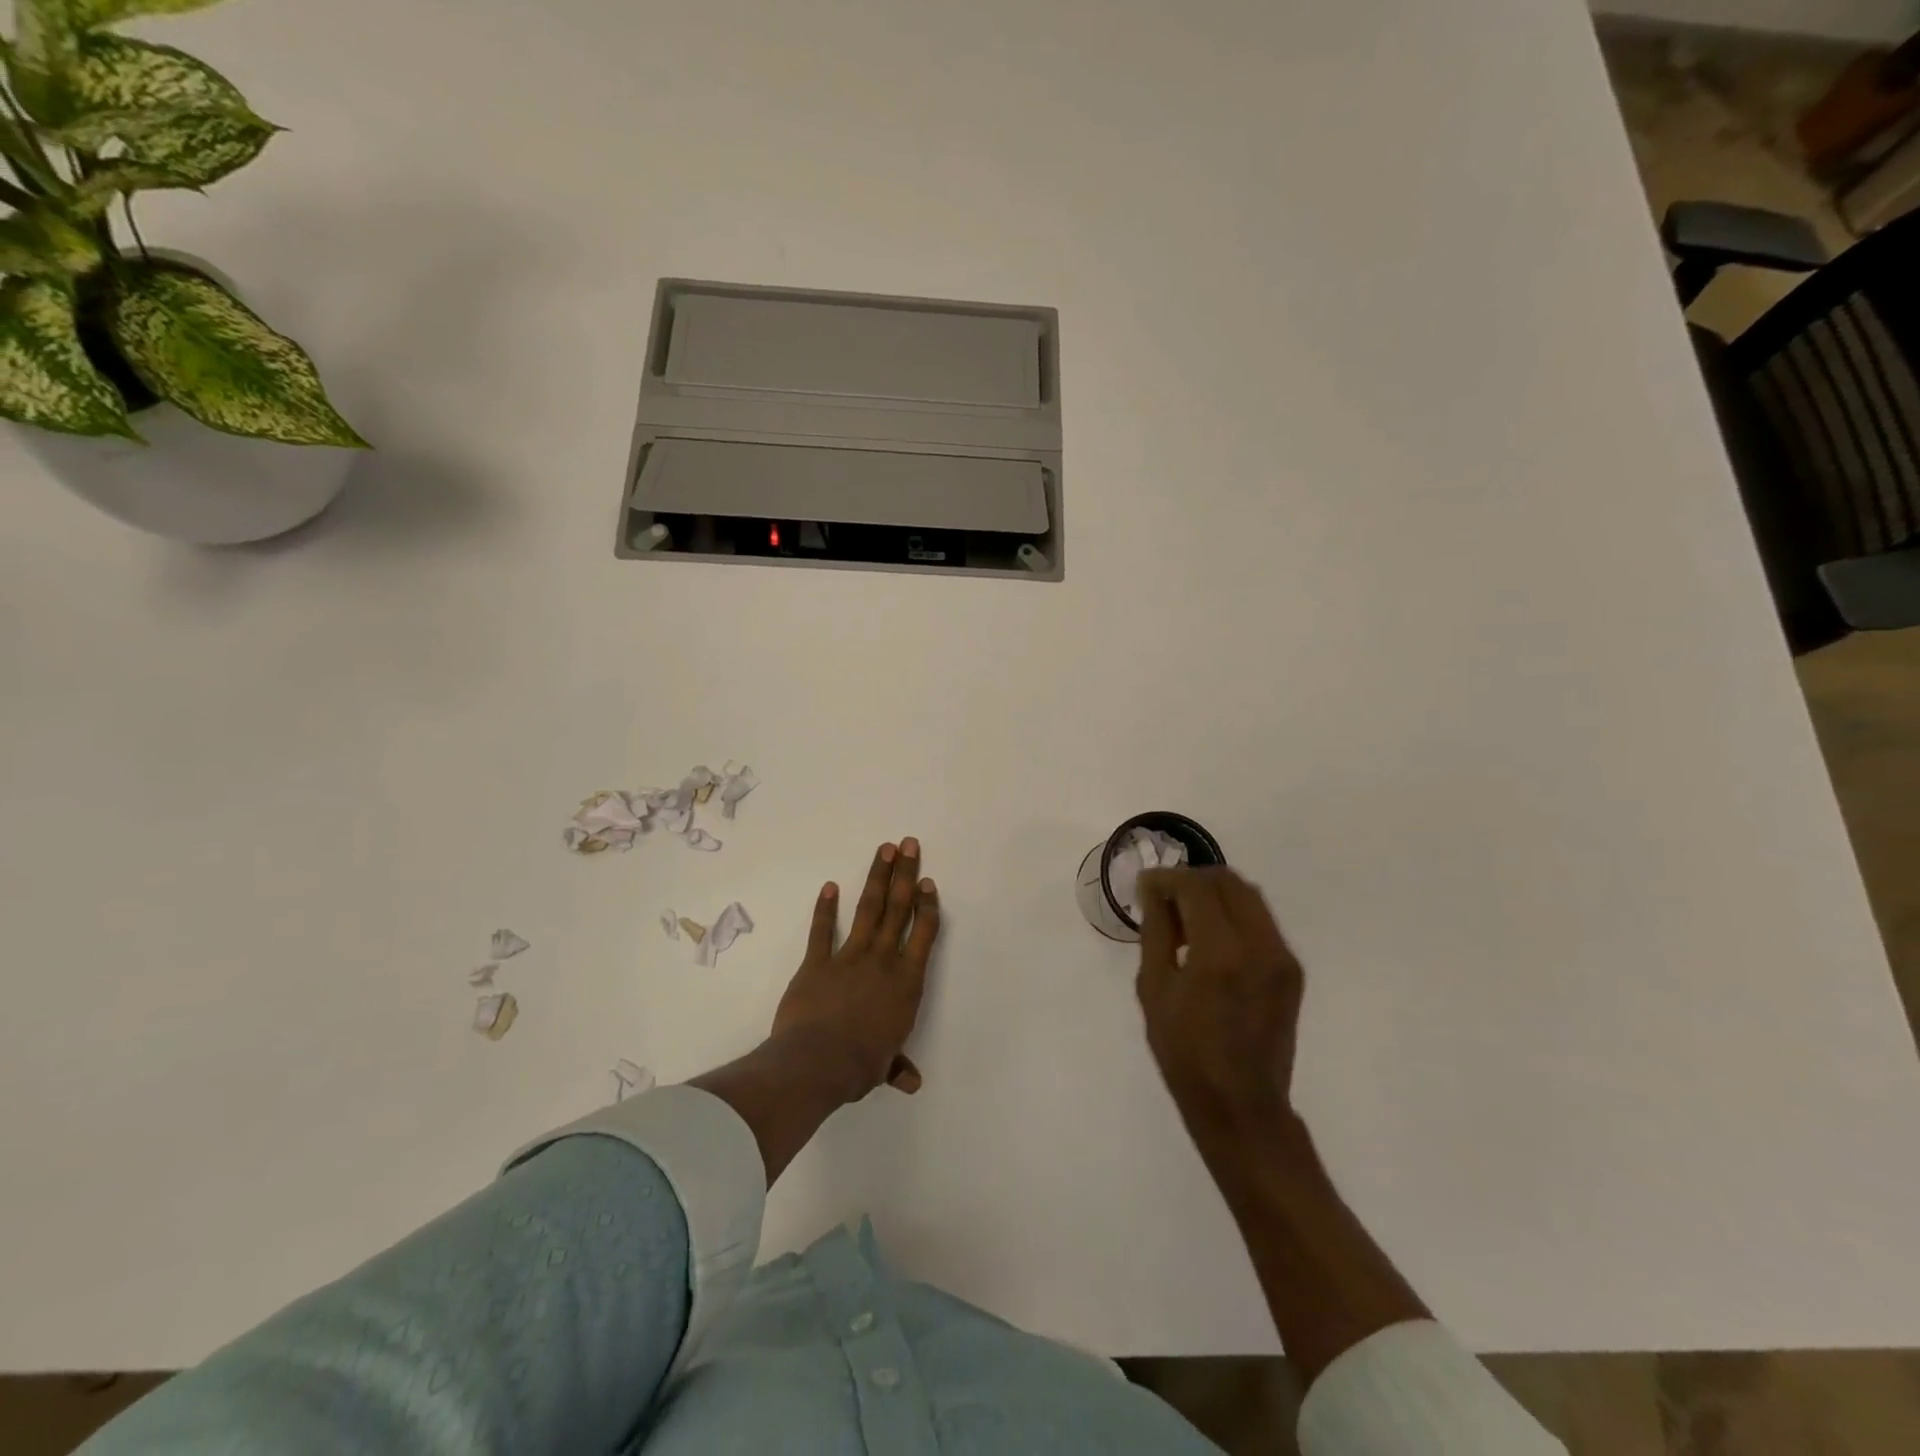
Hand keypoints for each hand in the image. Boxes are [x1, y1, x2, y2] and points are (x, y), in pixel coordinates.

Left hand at [771, 838, 940, 1102]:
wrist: (817, 1062)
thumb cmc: (860, 1065)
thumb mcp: (885, 1066)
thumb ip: (898, 1066)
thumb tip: (912, 1083)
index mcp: (906, 982)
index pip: (924, 933)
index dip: (927, 905)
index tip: (928, 882)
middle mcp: (883, 960)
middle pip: (897, 909)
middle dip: (905, 874)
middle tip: (909, 844)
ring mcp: (849, 956)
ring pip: (868, 909)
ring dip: (876, 878)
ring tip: (884, 850)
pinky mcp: (817, 962)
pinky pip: (822, 931)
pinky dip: (824, 909)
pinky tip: (829, 887)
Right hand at [1136, 867, 1303, 1141]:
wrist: (1242, 1105)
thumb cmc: (1185, 1052)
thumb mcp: (1154, 989)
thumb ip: (1156, 931)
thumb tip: (1152, 891)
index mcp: (1220, 952)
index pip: (1195, 887)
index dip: (1166, 878)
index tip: (1145, 886)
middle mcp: (1259, 944)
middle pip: (1228, 881)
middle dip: (1192, 880)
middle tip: (1164, 899)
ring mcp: (1282, 956)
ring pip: (1249, 896)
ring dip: (1215, 894)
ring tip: (1186, 918)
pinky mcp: (1292, 969)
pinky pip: (1261, 921)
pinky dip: (1233, 914)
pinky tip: (1211, 939)